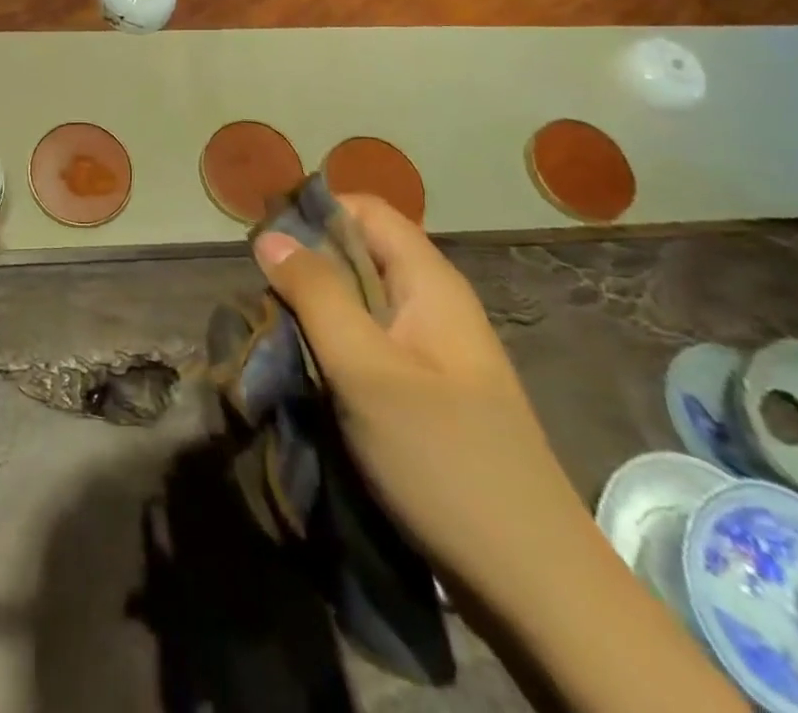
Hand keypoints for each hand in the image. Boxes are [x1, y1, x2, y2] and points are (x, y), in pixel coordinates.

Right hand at [252, 194, 587, 606]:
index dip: (315, 212)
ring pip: (359, 301)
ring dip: (314, 310)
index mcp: (429, 283)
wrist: (534, 586)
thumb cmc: (444, 459)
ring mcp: (431, 350)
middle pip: (359, 253)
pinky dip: (332, 346)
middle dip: (306, 266)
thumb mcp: (365, 370)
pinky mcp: (424, 391)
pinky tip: (307, 372)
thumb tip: (269, 235)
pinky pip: (367, 343)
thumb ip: (315, 294)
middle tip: (264, 298)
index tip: (265, 243)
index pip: (365, 210)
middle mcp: (432, 304)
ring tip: (276, 335)